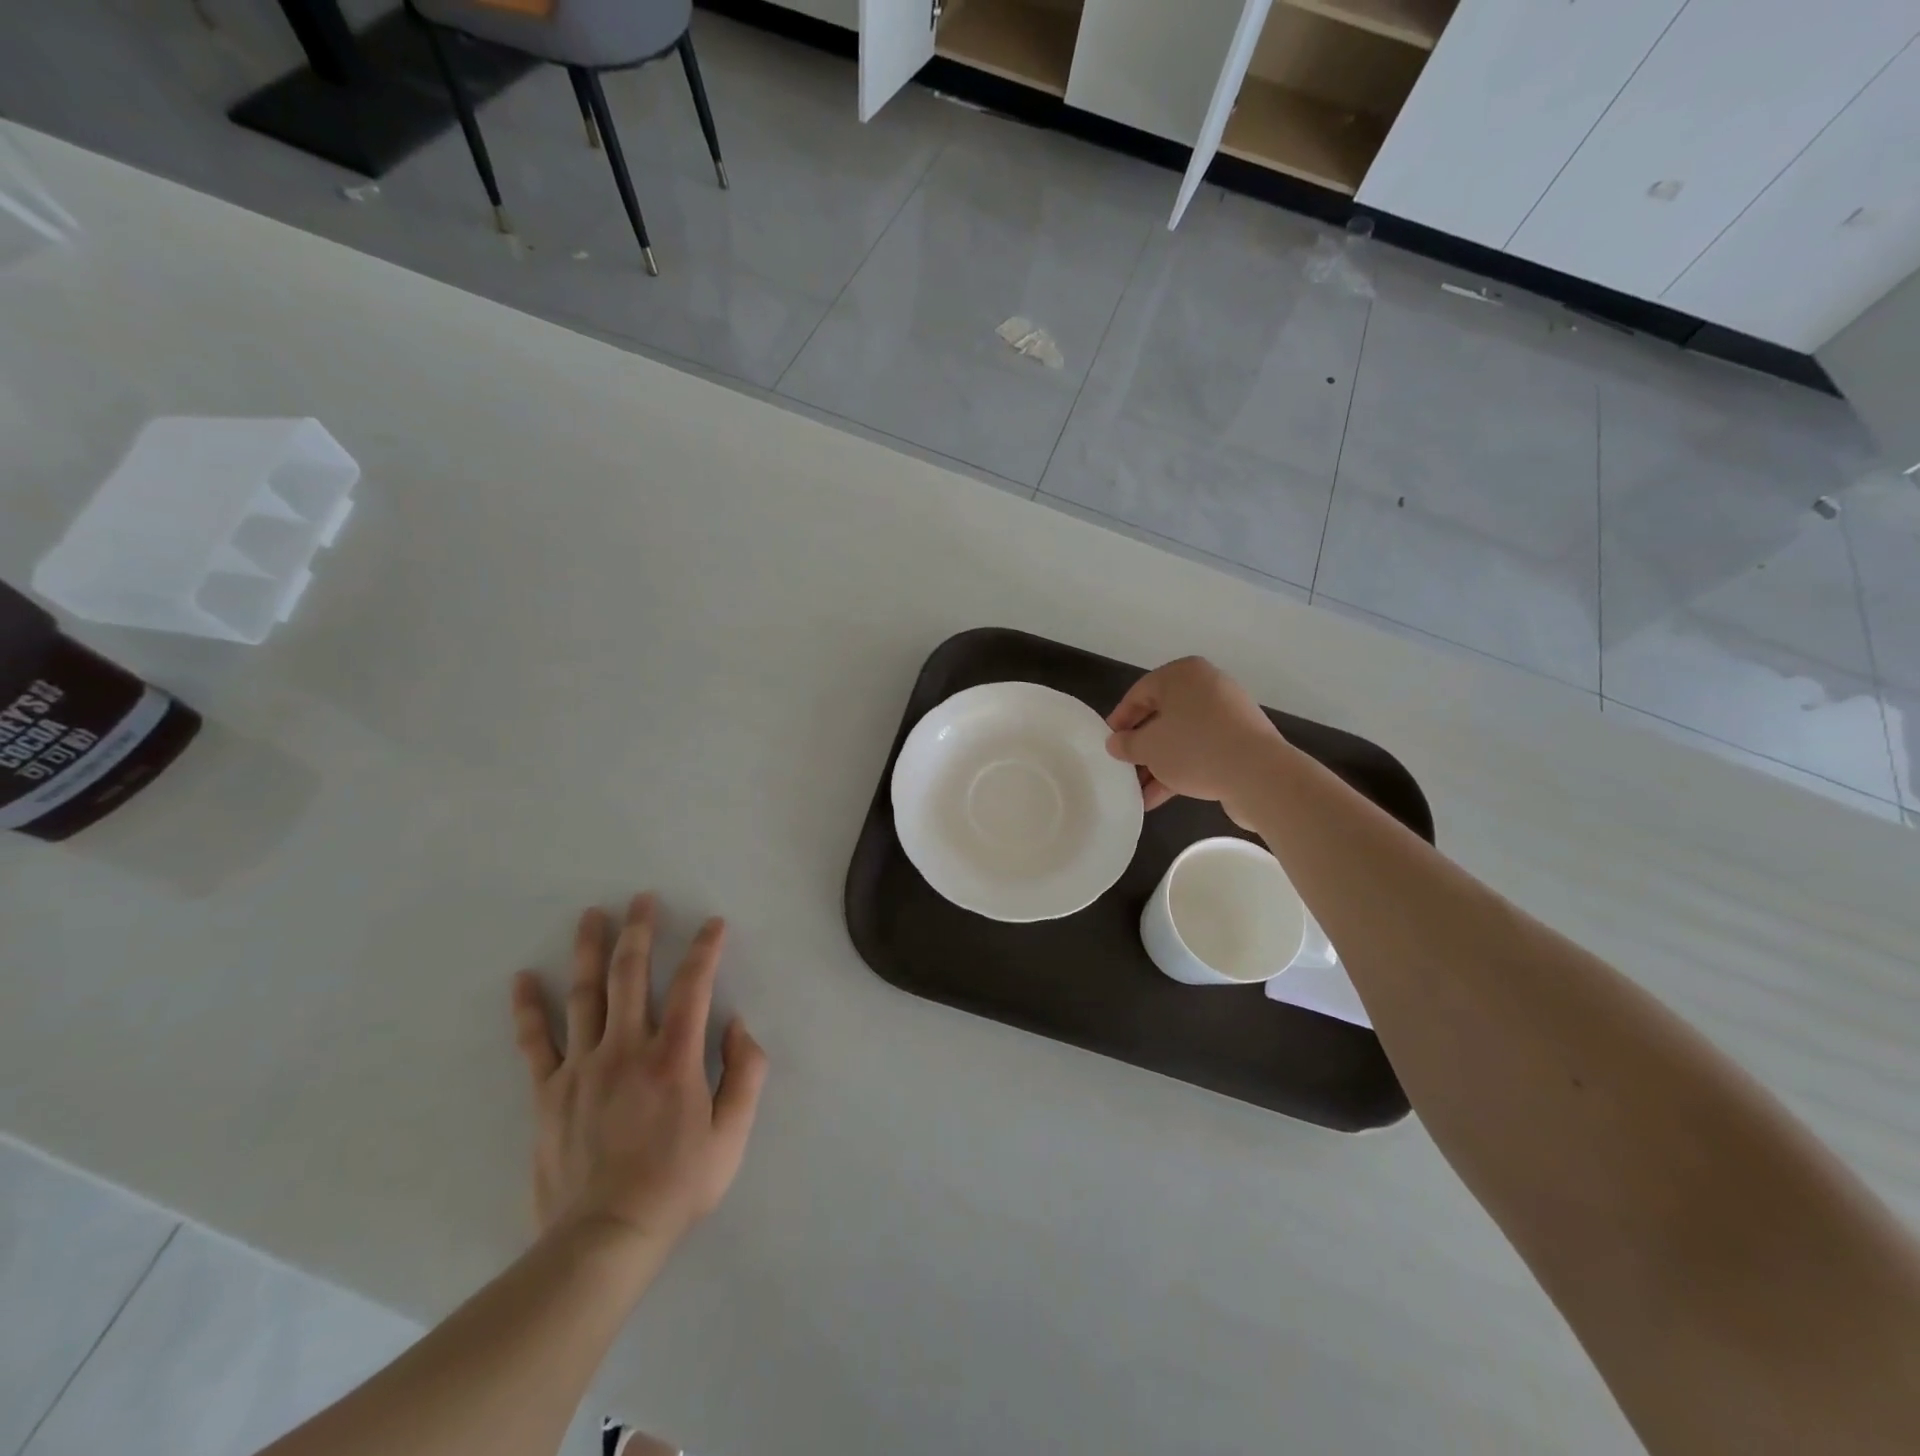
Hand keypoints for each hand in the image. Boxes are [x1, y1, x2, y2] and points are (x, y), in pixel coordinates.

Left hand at [510, 894, 768, 1257]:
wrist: (604, 1239)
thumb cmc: (677, 1185)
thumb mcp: (732, 1135)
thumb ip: (746, 1073)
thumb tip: (738, 1025)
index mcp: (674, 1057)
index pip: (693, 985)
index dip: (705, 949)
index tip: (713, 923)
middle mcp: (626, 1049)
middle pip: (632, 975)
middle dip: (640, 931)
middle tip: (642, 898)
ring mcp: (582, 1068)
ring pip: (585, 995)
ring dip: (590, 950)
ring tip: (592, 915)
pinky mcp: (548, 1092)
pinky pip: (535, 1042)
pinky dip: (529, 1008)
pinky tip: (524, 978)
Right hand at [1106, 656, 1286, 818]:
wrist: (1259, 775)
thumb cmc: (1194, 748)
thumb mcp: (1148, 747)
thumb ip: (1126, 744)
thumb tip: (1116, 743)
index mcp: (1183, 674)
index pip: (1139, 693)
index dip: (1119, 720)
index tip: (1108, 744)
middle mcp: (1207, 686)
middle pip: (1162, 716)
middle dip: (1141, 746)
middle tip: (1124, 768)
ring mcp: (1228, 713)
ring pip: (1182, 736)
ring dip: (1159, 763)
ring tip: (1139, 791)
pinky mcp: (1241, 740)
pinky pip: (1202, 750)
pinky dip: (1181, 769)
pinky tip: (1160, 797)